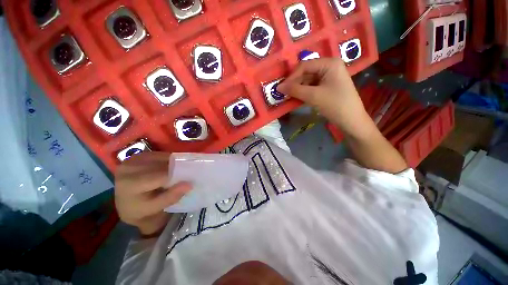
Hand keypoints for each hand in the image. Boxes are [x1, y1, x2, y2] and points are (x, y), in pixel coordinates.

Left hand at [114, 152, 191, 236]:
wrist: (124, 206)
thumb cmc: (140, 209)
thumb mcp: (155, 208)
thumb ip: (171, 197)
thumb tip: (189, 184)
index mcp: (131, 184)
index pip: (160, 176)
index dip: (176, 176)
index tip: (186, 180)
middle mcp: (128, 169)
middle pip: (161, 165)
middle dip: (174, 170)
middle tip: (181, 177)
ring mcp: (131, 160)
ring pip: (161, 157)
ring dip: (171, 164)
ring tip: (174, 173)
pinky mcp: (136, 156)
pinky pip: (158, 154)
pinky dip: (166, 160)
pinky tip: (166, 168)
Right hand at [277, 58, 371, 135]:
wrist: (351, 121)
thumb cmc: (335, 105)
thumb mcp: (313, 96)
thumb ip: (295, 90)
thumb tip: (278, 87)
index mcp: (329, 63)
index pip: (305, 66)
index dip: (292, 77)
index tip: (281, 88)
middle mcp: (329, 67)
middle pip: (306, 72)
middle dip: (295, 83)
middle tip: (283, 94)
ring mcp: (329, 77)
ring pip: (308, 81)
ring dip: (298, 89)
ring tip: (288, 97)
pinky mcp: (328, 87)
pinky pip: (312, 87)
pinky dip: (304, 92)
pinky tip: (297, 98)